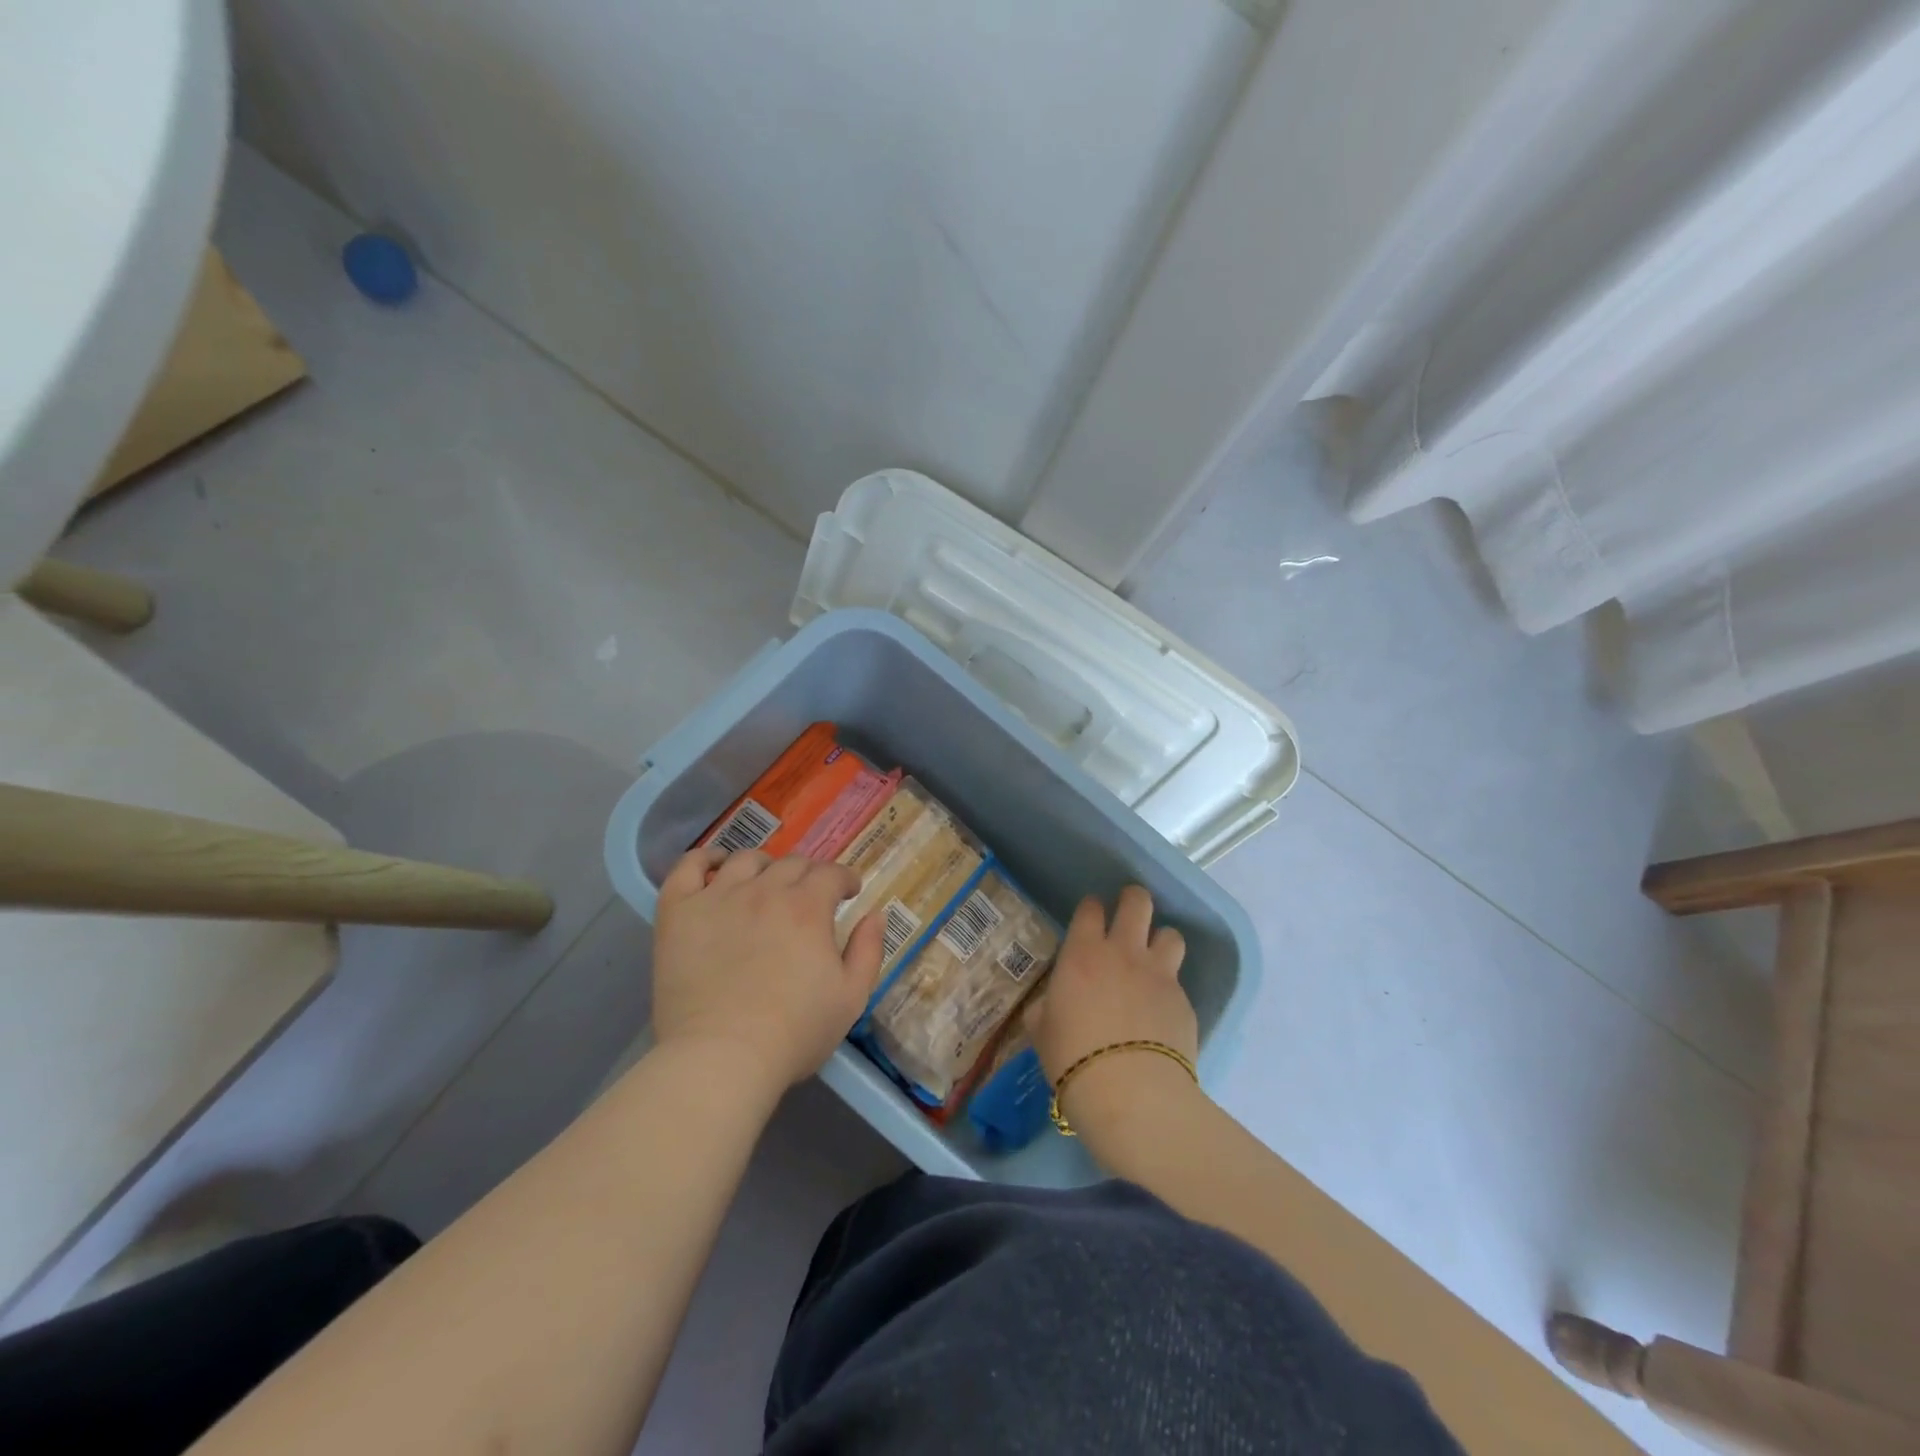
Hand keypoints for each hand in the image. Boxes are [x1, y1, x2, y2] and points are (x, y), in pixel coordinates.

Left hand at [652, 846, 884, 1097]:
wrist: (721, 1058)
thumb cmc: (793, 1033)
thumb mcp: (851, 998)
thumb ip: (868, 950)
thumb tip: (874, 914)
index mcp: (808, 907)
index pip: (832, 873)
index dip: (845, 879)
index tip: (848, 892)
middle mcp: (764, 891)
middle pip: (792, 863)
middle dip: (809, 874)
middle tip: (809, 896)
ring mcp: (718, 897)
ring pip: (746, 860)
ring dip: (764, 866)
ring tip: (765, 883)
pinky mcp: (679, 912)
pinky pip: (689, 867)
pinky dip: (705, 858)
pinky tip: (715, 865)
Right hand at [1035, 886, 1199, 1136]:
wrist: (1130, 1093)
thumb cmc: (1072, 1057)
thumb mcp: (1042, 1031)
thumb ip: (1046, 1009)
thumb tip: (1049, 1007)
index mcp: (1084, 953)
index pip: (1090, 909)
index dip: (1091, 909)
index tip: (1090, 916)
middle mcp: (1124, 953)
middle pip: (1138, 902)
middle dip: (1133, 900)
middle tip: (1129, 912)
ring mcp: (1159, 975)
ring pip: (1171, 934)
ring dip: (1161, 941)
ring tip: (1154, 959)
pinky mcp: (1184, 1002)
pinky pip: (1178, 982)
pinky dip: (1169, 989)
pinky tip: (1161, 1012)